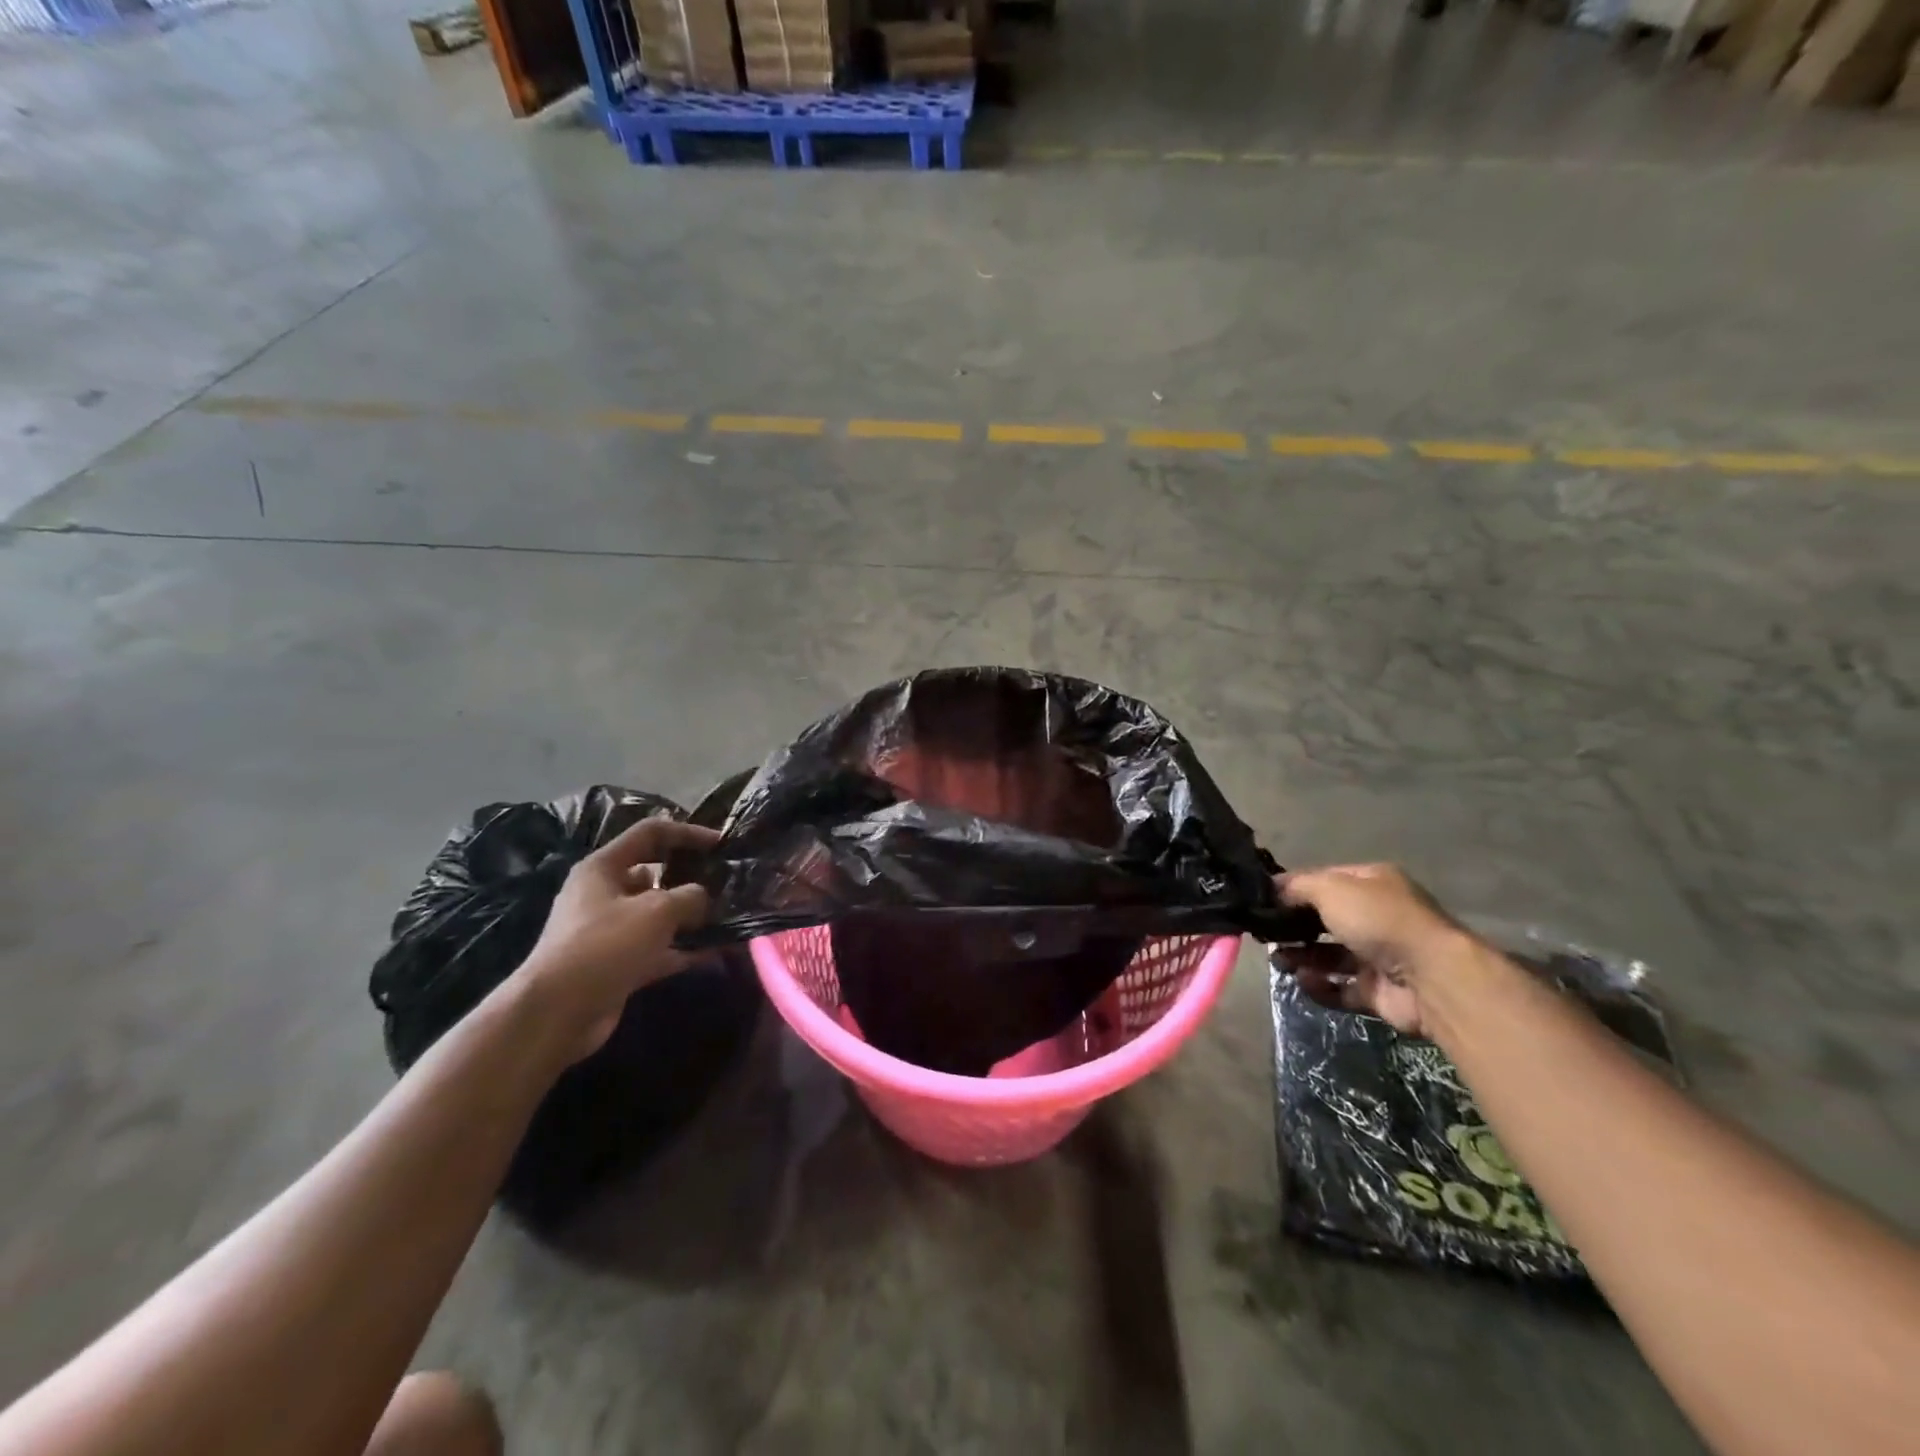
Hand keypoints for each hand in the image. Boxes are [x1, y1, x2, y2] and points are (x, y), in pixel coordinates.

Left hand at [516, 817, 718, 1061]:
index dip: (687, 832)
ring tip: (729, 915)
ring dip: (692, 916)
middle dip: (691, 877)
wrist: (557, 1013)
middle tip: (727, 883)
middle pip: (656, 874)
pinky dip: (685, 948)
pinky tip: (717, 950)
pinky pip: (659, 948)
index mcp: (604, 867)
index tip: (721, 843)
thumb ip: (690, 895)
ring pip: (660, 914)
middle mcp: (604, 894)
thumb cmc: (605, 945)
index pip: (650, 834)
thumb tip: (703, 897)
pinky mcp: (619, 963)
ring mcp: (611, 931)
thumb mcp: (656, 910)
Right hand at [1276, 863, 1473, 1036]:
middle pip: (1324, 920)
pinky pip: (1340, 987)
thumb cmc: (1377, 920)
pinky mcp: (1379, 992)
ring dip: (1302, 957)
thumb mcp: (1330, 888)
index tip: (1262, 901)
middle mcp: (1377, 916)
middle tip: (1265, 936)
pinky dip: (1320, 986)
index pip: (1324, 881)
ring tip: (1279, 961)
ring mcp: (1379, 956)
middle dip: (1293, 927)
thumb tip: (1271, 890)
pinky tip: (1303, 981)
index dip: (1292, 889)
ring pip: (1330, 955)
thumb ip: (1296, 886)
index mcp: (1371, 883)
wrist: (1430, 977)